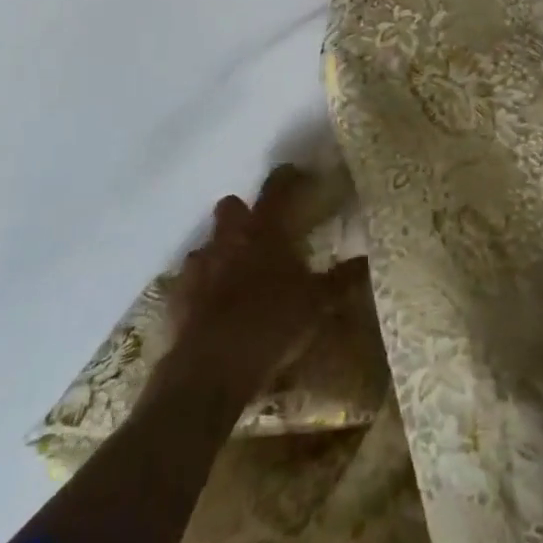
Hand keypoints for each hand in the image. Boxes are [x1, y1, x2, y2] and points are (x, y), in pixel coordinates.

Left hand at [168, 165, 363, 393]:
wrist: (211, 369)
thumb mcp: (318, 304)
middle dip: (244, 215)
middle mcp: (228, 237)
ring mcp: (198, 265)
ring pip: (208, 244)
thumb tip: (366, 259)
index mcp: (264, 230)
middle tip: (262, 235)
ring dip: (221, 253)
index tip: (296, 173)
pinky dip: (202, 288)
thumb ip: (341, 279)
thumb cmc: (272, 325)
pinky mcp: (176, 296)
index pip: (277, 188)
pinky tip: (214, 308)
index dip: (287, 177)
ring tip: (238, 277)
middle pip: (231, 207)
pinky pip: (190, 281)